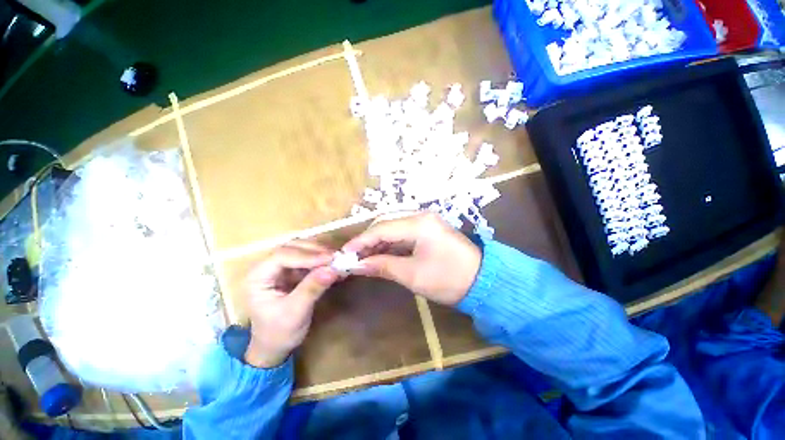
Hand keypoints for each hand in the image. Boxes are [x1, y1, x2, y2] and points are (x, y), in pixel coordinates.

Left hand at [243, 241, 338, 367]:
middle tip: (335, 257)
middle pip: (291, 248)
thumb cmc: (278, 332)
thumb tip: (333, 269)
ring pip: (300, 250)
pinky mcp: (291, 272)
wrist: (275, 346)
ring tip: (336, 260)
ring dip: (319, 253)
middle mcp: (267, 267)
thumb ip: (312, 288)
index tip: (329, 259)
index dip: (306, 255)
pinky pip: (307, 259)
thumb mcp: (295, 312)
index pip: (281, 256)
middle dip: (314, 251)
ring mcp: (280, 268)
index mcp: (257, 277)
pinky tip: (333, 265)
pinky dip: (321, 261)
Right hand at [343, 213, 481, 304]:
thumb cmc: (448, 279)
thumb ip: (382, 266)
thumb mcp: (412, 275)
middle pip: (386, 225)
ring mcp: (426, 222)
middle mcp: (421, 216)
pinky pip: (403, 234)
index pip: (382, 228)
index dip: (361, 241)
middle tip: (353, 257)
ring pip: (393, 229)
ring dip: (378, 243)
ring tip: (363, 258)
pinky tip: (380, 255)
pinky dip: (390, 245)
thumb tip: (357, 265)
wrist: (483, 282)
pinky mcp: (428, 230)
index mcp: (419, 223)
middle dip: (368, 241)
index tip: (345, 253)